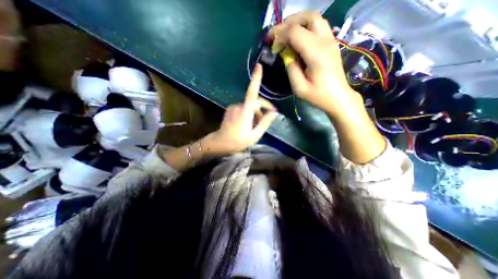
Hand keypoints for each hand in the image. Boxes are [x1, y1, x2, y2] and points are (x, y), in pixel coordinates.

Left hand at [204, 63, 278, 154]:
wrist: (221, 143)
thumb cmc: (238, 141)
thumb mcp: (255, 135)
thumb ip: (265, 122)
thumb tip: (274, 112)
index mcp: (245, 112)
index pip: (252, 93)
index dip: (256, 79)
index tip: (259, 66)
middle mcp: (239, 106)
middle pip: (254, 102)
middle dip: (262, 109)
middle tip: (266, 119)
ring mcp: (233, 107)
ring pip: (249, 106)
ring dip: (255, 113)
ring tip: (255, 125)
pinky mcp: (230, 109)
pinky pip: (243, 108)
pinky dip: (248, 113)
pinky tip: (248, 123)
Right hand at [269, 10, 361, 115]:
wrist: (338, 97)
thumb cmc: (318, 95)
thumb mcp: (299, 87)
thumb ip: (291, 68)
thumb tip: (285, 54)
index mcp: (316, 54)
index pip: (295, 32)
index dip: (280, 35)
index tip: (272, 45)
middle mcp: (325, 41)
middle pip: (307, 17)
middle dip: (288, 22)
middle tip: (277, 34)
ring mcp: (330, 40)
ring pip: (314, 18)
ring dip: (298, 22)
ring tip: (286, 34)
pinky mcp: (331, 43)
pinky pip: (318, 26)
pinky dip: (305, 27)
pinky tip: (297, 39)